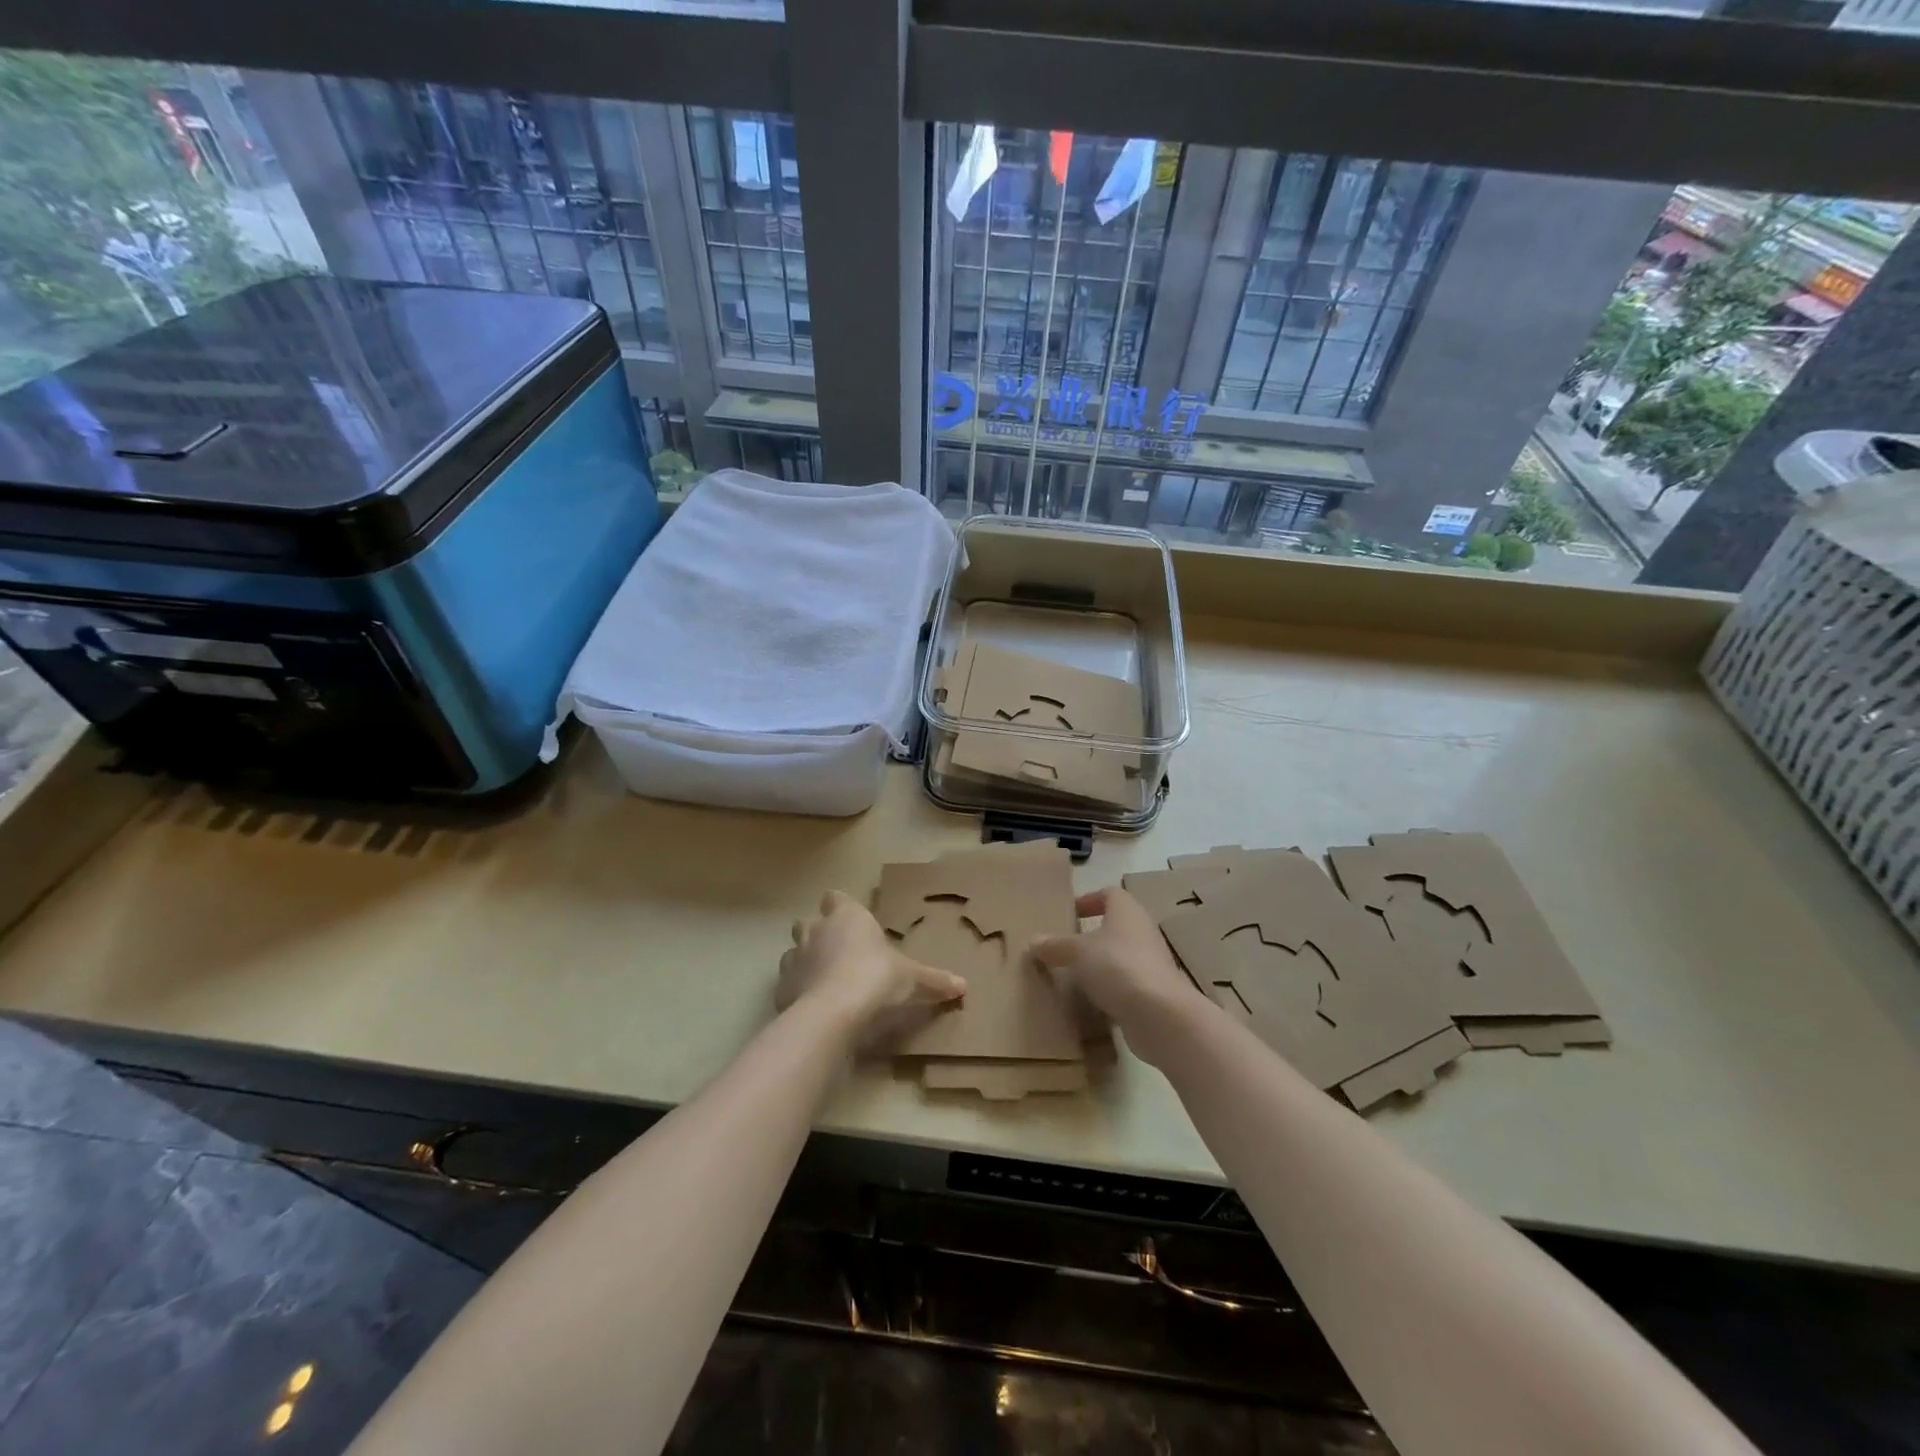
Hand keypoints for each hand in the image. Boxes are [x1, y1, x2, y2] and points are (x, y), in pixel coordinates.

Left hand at [778, 890, 966, 1051]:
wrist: (833, 1012)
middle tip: (838, 952)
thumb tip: (964, 985)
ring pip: (793, 951)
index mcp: (846, 916)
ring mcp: (793, 959)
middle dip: (818, 932)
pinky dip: (798, 992)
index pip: (835, 897)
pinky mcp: (781, 989)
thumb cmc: (876, 978)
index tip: (852, 921)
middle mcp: (815, 930)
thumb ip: (934, 980)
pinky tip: (814, 1007)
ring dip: (805, 961)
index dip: (840, 907)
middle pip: (808, 921)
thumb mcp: (912, 979)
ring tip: (825, 981)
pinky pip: (788, 984)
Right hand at [1031, 887, 1210, 1068]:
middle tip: (1065, 946)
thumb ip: (1055, 945)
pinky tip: (1090, 1002)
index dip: (1089, 900)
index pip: (1110, 894)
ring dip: (1100, 964)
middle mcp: (1142, 932)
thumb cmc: (1118, 967)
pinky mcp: (1153, 992)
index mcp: (1127, 912)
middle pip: (1116, 926)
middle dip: (1092, 934)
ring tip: (1072, 975)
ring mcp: (1151, 963)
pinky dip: (1109, 990)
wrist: (1160, 1014)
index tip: (1070, 913)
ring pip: (1121, 956)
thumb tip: (1032, 941)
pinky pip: (1126, 984)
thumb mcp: (1077, 952)